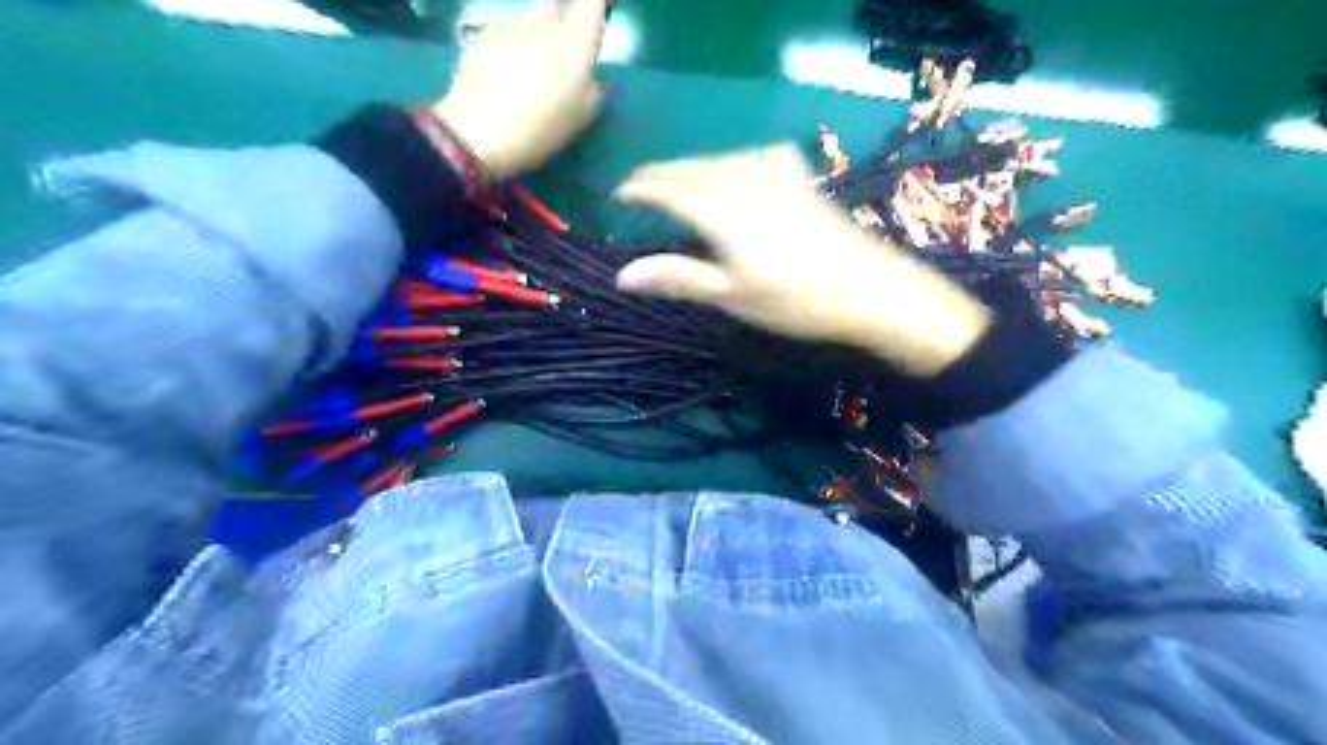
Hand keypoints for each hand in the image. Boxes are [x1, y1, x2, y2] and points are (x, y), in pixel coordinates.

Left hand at [433, 1, 605, 175]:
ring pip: (528, 26)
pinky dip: (509, 54)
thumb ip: (592, 94)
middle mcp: (542, 25)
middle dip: (563, 22)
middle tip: (563, 53)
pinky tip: (503, 83)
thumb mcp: (580, 120)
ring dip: (533, 43)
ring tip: (529, 77)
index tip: (603, 10)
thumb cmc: (541, 128)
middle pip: (556, 8)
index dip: (598, 4)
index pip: (591, 4)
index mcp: (573, 43)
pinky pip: (503, 40)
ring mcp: (507, 28)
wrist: (479, 131)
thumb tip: (592, 81)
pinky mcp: (479, 39)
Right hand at [616, 143, 988, 376]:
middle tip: (638, 184)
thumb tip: (623, 275)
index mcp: (722, 212)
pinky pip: (761, 157)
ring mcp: (778, 180)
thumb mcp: (732, 296)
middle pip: (695, 169)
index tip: (618, 194)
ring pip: (724, 160)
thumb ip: (679, 278)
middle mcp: (746, 184)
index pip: (670, 189)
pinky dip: (739, 158)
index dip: (641, 188)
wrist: (871, 290)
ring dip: (694, 165)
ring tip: (678, 178)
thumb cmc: (796, 301)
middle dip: (663, 173)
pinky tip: (744, 164)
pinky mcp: (802, 185)